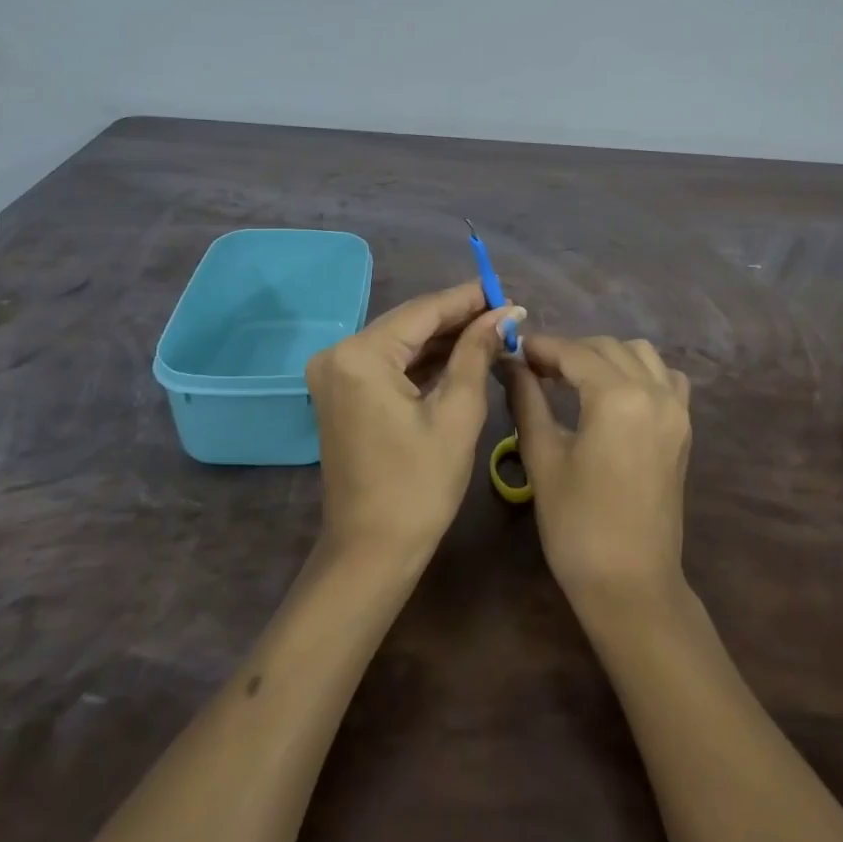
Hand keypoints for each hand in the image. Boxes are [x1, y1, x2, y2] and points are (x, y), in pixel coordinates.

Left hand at [306, 283, 523, 566]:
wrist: (371, 552)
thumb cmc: (419, 485)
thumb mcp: (458, 413)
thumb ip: (477, 351)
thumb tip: (506, 312)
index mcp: (361, 355)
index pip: (424, 310)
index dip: (468, 298)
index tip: (506, 289)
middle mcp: (339, 353)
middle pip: (410, 322)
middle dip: (459, 317)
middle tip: (506, 312)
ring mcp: (336, 373)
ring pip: (401, 341)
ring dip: (444, 338)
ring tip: (493, 330)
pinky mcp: (343, 392)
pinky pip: (390, 363)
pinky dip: (425, 360)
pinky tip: (462, 353)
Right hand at [499, 335, 691, 604]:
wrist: (631, 583)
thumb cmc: (577, 524)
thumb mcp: (543, 457)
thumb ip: (527, 399)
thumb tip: (510, 364)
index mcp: (618, 397)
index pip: (573, 353)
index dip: (540, 347)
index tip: (512, 350)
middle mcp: (654, 391)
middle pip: (607, 348)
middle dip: (569, 351)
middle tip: (534, 369)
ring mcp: (675, 408)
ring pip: (640, 355)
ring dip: (605, 356)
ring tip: (573, 378)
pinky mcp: (683, 427)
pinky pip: (666, 378)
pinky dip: (640, 372)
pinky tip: (615, 393)